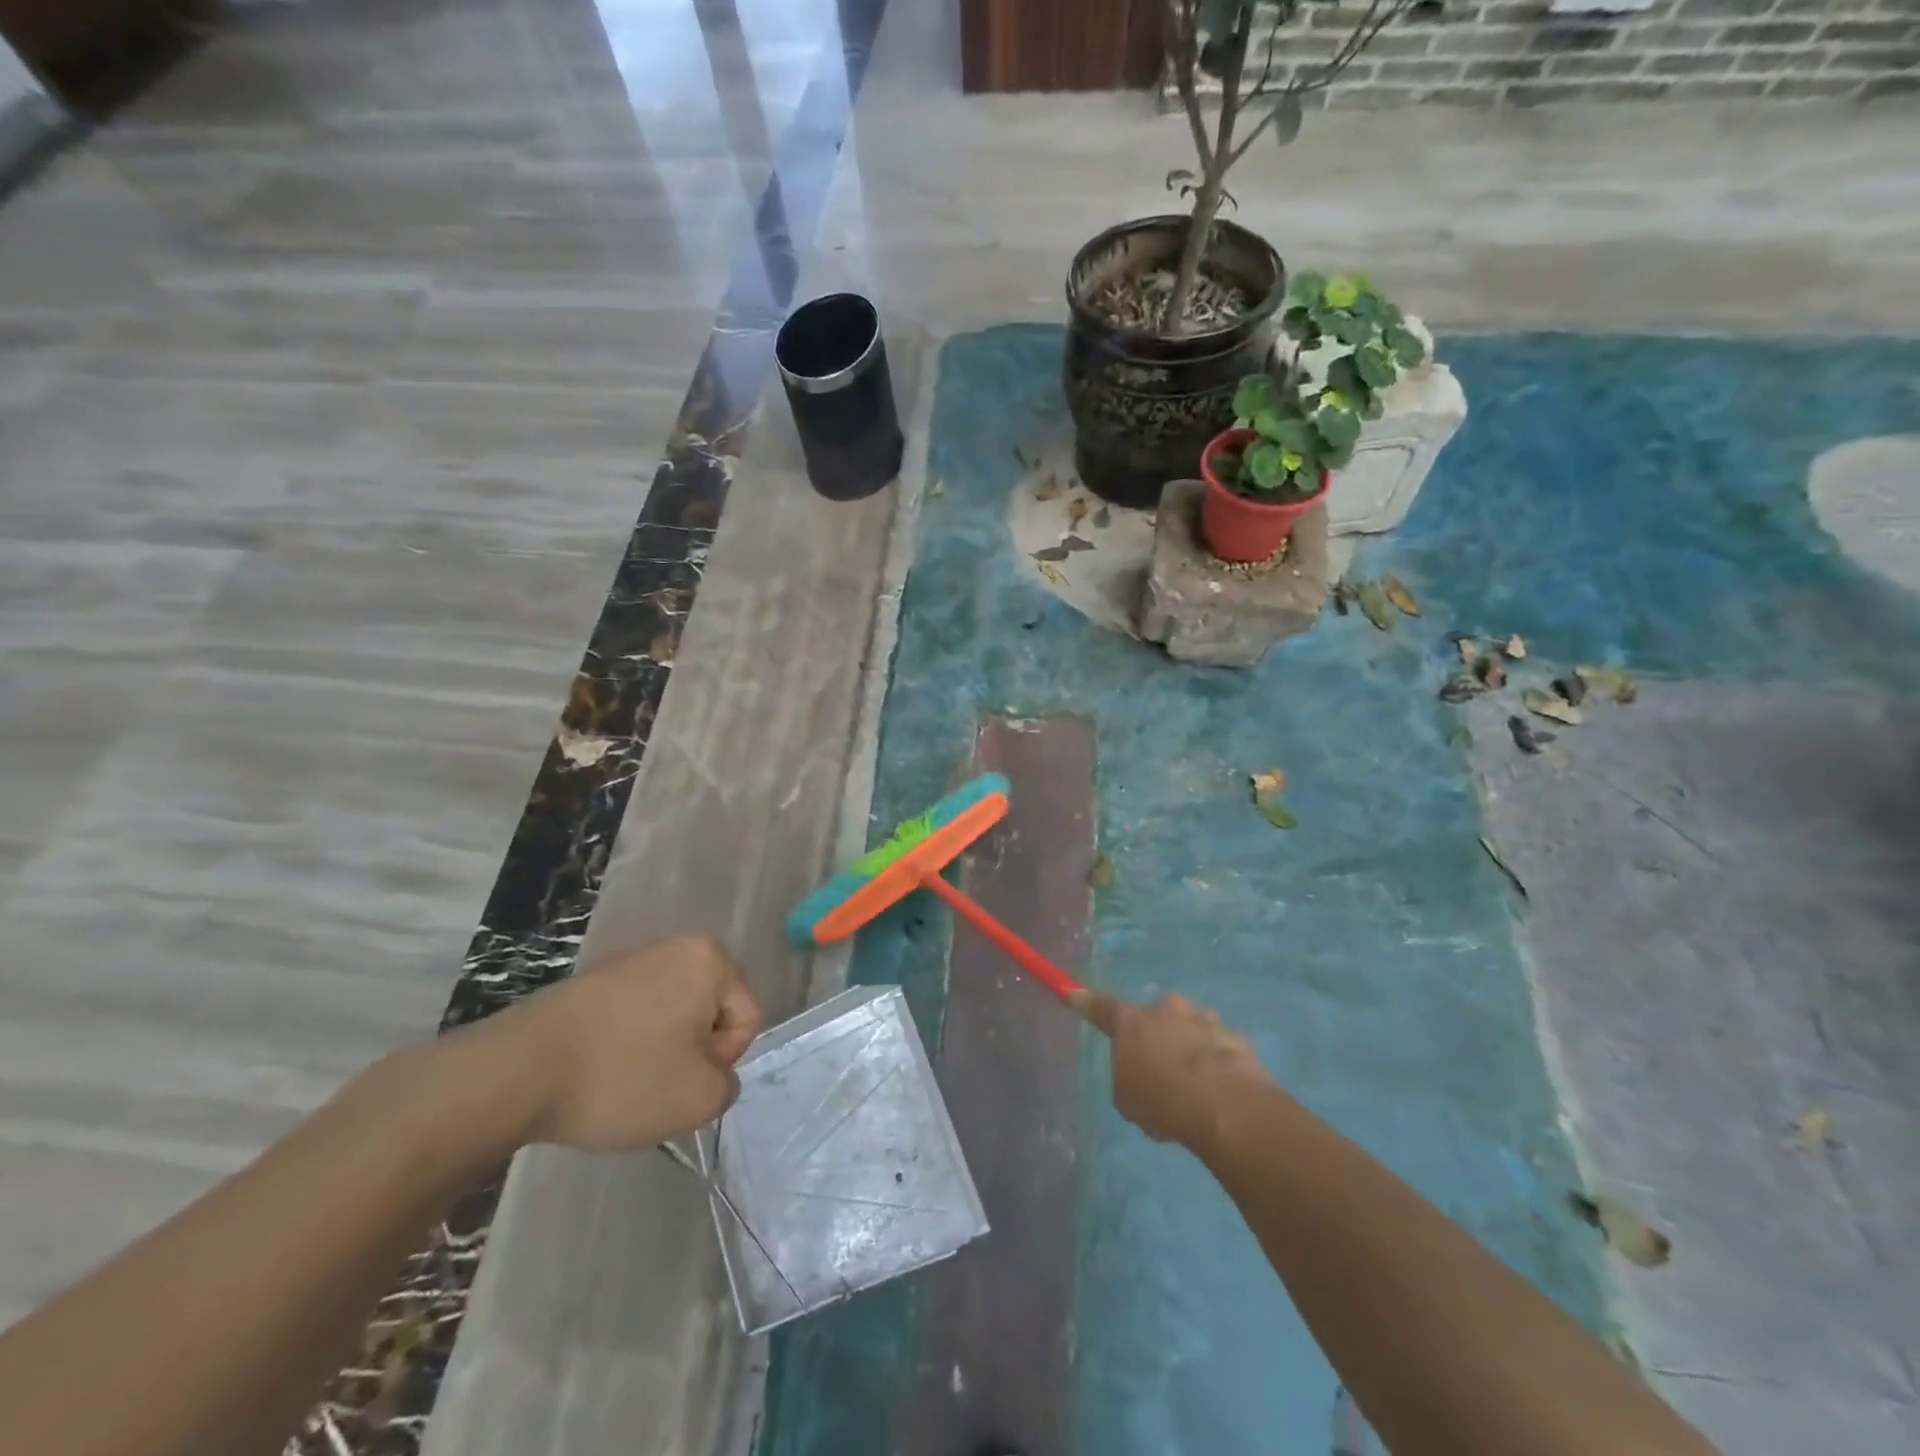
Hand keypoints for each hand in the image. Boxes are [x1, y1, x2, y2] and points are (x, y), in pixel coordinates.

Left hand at [492, 936, 763, 1153]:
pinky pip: (630, 1014)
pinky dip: (625, 1043)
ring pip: (669, 1013)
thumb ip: (727, 1086)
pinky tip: (597, 1072)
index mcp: (709, 959)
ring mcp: (627, 959)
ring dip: (659, 1049)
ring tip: (624, 1082)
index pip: (747, 1015)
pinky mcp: (589, 980)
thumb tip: (712, 1075)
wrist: (515, 1072)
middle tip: (659, 1085)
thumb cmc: (621, 1077)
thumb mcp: (697, 1100)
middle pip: (708, 1010)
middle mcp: (673, 945)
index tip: (685, 1081)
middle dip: (692, 1051)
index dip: (724, 1059)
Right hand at [1070, 989, 1273, 1156]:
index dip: (1084, 1002)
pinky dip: (1217, 1063)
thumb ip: (1128, 1077)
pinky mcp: (1234, 1037)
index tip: (1071, 992)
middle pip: (1156, 1016)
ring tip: (1196, 1088)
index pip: (1101, 1007)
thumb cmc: (1162, 1101)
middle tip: (1162, 1070)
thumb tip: (1140, 1072)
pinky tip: (1220, 1092)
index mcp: (1131, 1022)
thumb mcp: (1127, 1098)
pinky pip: (1219, 1047)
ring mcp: (1204, 1019)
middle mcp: (1166, 1009)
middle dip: (1158, 1035)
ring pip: (1191, 1028)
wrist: (1223, 1106)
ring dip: (1189, 1048)